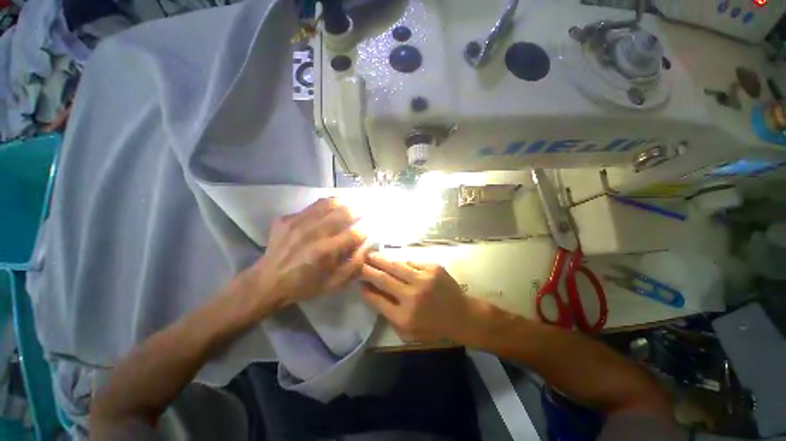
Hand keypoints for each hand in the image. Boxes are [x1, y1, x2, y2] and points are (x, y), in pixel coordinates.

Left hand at [245, 198, 367, 312]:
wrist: (267, 281)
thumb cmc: (304, 286)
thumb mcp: (334, 284)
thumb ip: (354, 264)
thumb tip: (366, 245)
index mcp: (326, 251)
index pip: (355, 233)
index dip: (366, 229)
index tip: (369, 229)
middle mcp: (314, 233)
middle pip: (344, 212)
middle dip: (358, 211)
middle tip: (363, 212)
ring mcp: (299, 222)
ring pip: (328, 203)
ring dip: (343, 202)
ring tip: (349, 204)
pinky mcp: (287, 218)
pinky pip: (312, 206)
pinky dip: (325, 206)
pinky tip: (328, 211)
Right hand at [360, 252, 471, 342]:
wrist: (461, 315)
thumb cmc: (433, 327)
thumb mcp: (408, 331)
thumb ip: (388, 314)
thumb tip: (371, 292)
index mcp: (405, 316)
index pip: (377, 300)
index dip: (365, 289)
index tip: (358, 282)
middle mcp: (412, 296)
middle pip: (384, 279)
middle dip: (368, 269)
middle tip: (359, 262)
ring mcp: (424, 279)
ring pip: (396, 265)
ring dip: (381, 259)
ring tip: (371, 254)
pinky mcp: (433, 268)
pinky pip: (411, 261)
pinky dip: (401, 261)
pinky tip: (395, 260)